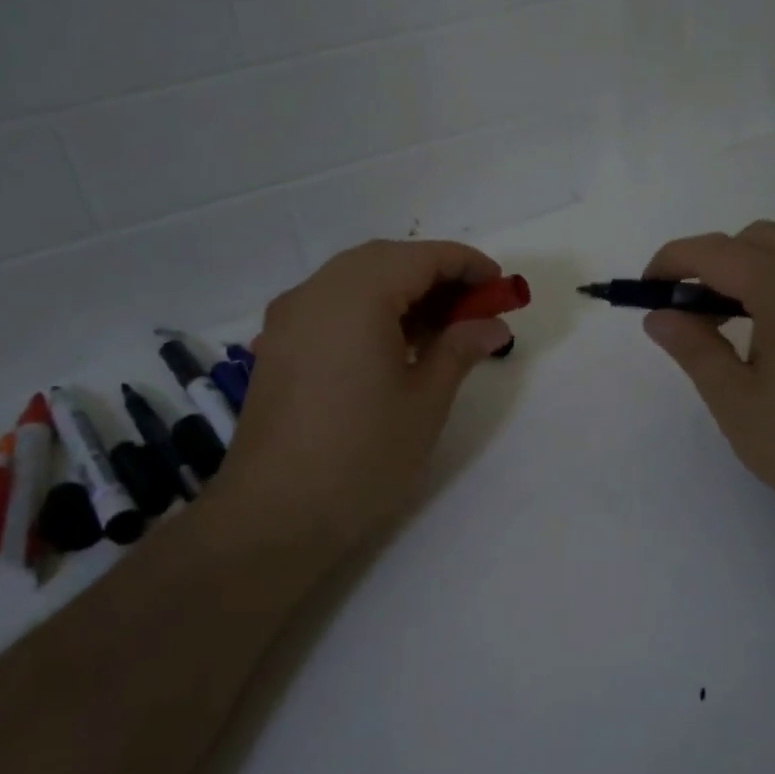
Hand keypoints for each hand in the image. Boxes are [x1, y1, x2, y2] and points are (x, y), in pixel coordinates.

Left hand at [221, 240, 512, 547]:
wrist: (273, 516)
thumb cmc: (362, 455)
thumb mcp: (425, 401)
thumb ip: (460, 348)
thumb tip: (493, 324)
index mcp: (357, 295)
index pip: (421, 257)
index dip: (467, 265)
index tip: (500, 287)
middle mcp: (316, 291)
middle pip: (385, 260)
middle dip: (435, 275)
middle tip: (474, 309)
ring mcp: (289, 317)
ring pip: (355, 279)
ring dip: (401, 291)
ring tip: (440, 330)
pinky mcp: (277, 345)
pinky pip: (331, 305)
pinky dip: (368, 309)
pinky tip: (393, 346)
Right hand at [641, 222, 774, 550]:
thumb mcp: (736, 403)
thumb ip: (694, 348)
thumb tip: (658, 315)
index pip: (713, 251)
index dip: (671, 262)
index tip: (647, 290)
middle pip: (752, 239)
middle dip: (711, 264)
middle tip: (692, 315)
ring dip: (754, 264)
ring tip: (739, 316)